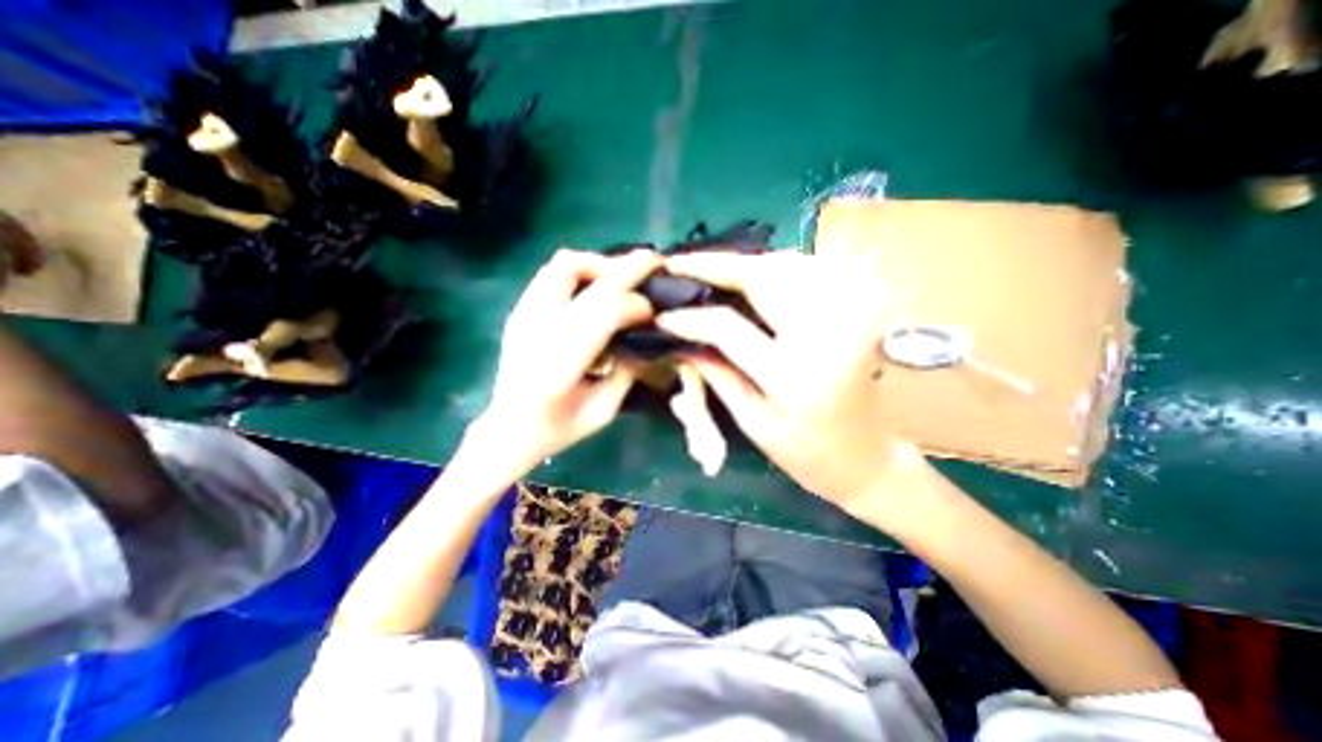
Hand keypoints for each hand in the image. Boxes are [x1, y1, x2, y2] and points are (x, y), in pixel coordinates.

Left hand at [474, 248, 661, 474]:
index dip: (636, 305)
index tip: (654, 313)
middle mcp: (537, 327)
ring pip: (564, 263)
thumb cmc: (558, 428)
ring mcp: (524, 314)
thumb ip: (628, 372)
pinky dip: (582, 271)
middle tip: (654, 261)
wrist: (508, 428)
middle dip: (626, 266)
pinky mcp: (520, 309)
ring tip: (622, 277)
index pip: (604, 311)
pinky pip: (552, 272)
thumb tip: (648, 340)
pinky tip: (597, 288)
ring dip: (600, 264)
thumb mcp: (603, 411)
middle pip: (583, 275)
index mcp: (559, 362)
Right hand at [652, 252, 927, 518]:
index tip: (662, 314)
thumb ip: (715, 374)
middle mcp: (824, 335)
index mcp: (791, 375)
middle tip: (679, 264)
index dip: (689, 317)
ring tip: (712, 271)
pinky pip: (815, 268)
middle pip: (762, 275)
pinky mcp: (862, 309)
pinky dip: (779, 265)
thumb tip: (679, 341)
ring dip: (746, 262)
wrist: (867, 456)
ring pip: (789, 263)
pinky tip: (757, 276)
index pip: (726, 326)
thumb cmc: (805, 452)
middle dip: (715, 264)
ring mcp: (850, 315)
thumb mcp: (751, 422)